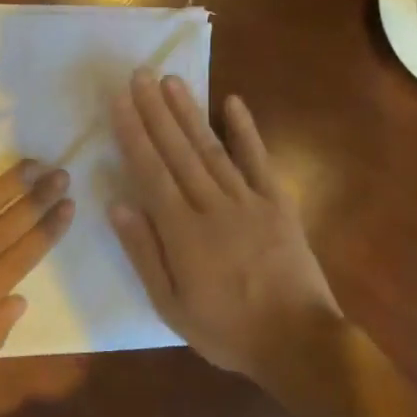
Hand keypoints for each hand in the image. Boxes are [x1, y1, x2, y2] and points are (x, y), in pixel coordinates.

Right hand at [108, 70, 342, 380]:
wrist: (298, 342)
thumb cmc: (226, 330)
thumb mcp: (171, 305)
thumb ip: (144, 253)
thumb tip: (118, 204)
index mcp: (182, 231)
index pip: (151, 172)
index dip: (133, 133)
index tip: (120, 101)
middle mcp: (212, 205)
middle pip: (178, 151)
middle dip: (155, 111)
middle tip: (140, 74)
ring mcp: (249, 200)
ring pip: (212, 148)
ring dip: (189, 112)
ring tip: (171, 80)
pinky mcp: (278, 203)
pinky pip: (259, 160)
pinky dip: (246, 130)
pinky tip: (233, 102)